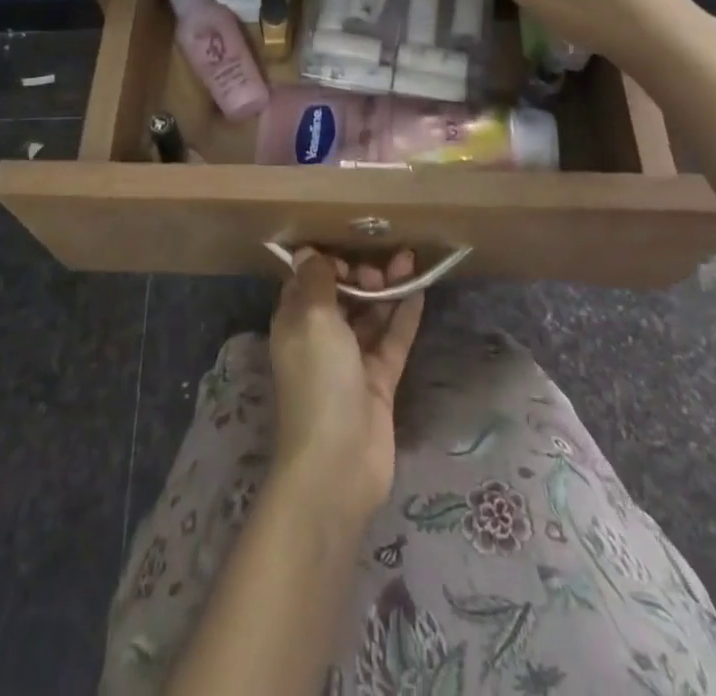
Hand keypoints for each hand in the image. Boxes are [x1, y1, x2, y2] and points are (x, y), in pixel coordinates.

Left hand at [269, 248, 422, 523]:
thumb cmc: (318, 380)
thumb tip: (308, 252)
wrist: (338, 463)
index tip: (348, 253)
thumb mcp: (312, 319)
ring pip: (371, 315)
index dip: (327, 263)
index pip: (309, 281)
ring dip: (387, 289)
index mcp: (295, 321)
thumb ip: (317, 282)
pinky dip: (404, 316)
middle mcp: (321, 337)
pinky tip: (420, 290)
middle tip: (379, 269)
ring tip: (409, 261)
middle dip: (362, 273)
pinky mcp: (379, 381)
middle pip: (343, 295)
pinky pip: (392, 340)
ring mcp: (351, 360)